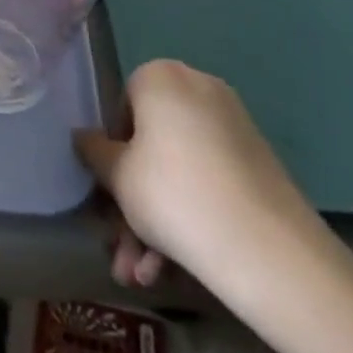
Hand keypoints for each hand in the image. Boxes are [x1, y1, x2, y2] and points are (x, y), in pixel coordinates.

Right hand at [76, 60, 328, 293]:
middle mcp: (198, 88)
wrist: (268, 250)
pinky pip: (209, 181)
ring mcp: (233, 126)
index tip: (109, 195)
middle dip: (132, 204)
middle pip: (151, 146)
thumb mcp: (117, 176)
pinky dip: (190, 216)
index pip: (120, 110)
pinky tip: (171, 269)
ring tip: (143, 276)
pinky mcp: (258, 164)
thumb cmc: (173, 195)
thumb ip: (93, 151)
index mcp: (161, 77)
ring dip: (155, 223)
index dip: (111, 155)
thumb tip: (84, 138)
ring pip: (179, 171)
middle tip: (122, 250)